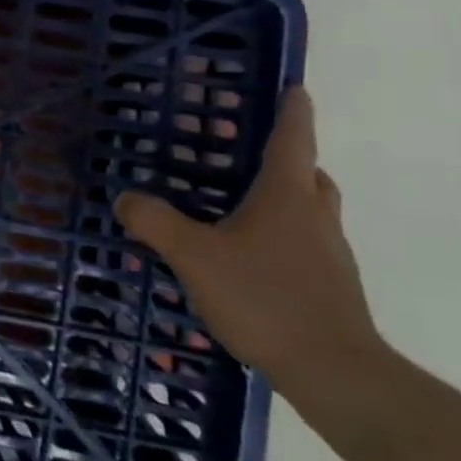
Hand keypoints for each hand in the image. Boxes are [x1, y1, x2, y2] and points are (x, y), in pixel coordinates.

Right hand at [115, 88, 380, 392]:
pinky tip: (250, 257)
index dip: (293, 110)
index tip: (294, 87)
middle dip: (285, 156)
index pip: (294, 138)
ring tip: (240, 205)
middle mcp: (314, 215)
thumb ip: (155, 223)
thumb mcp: (194, 257)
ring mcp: (329, 253)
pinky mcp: (332, 286)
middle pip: (308, 172)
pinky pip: (307, 243)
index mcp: (287, 195)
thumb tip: (125, 198)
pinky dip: (284, 235)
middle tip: (247, 152)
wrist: (335, 373)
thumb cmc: (265, 298)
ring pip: (310, 209)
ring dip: (284, 197)